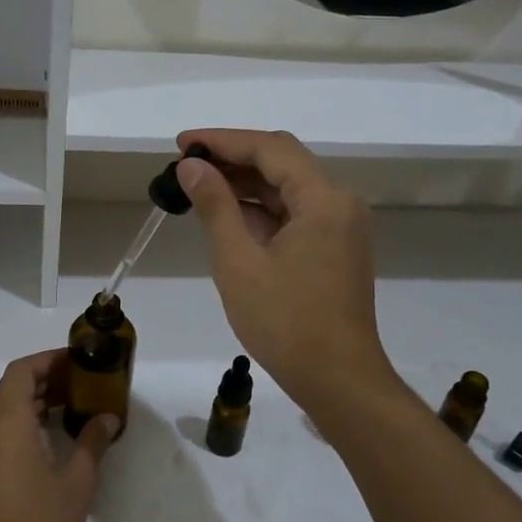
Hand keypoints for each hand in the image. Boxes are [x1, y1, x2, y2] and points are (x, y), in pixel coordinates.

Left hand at [0, 350, 118, 521]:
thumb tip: (106, 417)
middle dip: (45, 379)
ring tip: (71, 408)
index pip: (21, 371)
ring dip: (33, 402)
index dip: (48, 360)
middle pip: (11, 388)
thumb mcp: (76, 483)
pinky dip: (22, 424)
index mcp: (6, 422)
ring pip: (3, 411)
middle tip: (81, 384)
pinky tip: (49, 440)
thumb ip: (92, 443)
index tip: (77, 361)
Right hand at [175, 129, 398, 413]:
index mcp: (323, 199)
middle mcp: (339, 203)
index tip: (182, 143)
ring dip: (245, 184)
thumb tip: (192, 167)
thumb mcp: (239, 262)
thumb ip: (216, 207)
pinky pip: (294, 213)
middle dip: (232, 158)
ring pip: (287, 188)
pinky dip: (260, 210)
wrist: (338, 381)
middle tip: (185, 164)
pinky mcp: (334, 248)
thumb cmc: (286, 323)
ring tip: (197, 186)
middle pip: (282, 162)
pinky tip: (226, 215)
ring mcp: (340, 226)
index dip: (223, 140)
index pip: (270, 149)